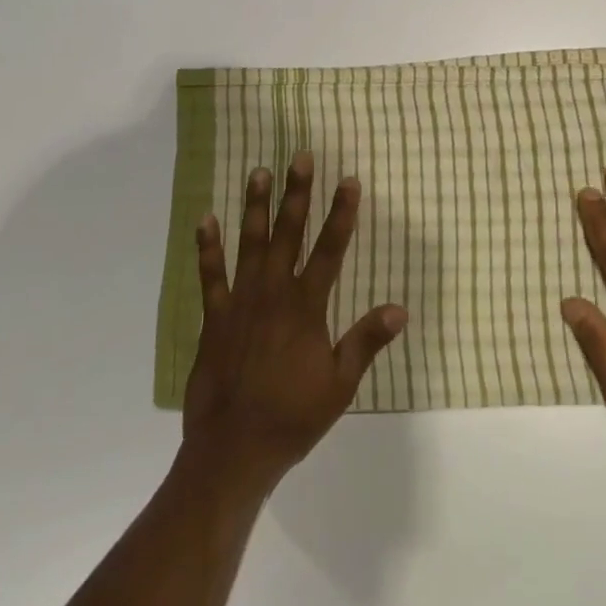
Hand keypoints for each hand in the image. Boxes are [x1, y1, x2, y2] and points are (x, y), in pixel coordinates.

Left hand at [183, 151, 406, 494]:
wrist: (234, 449)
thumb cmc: (293, 417)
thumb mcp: (340, 384)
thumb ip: (366, 341)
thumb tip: (400, 308)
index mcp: (307, 308)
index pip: (330, 250)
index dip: (341, 214)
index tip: (348, 180)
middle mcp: (274, 294)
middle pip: (289, 234)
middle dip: (297, 194)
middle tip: (300, 156)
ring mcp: (240, 302)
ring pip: (250, 244)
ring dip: (255, 207)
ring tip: (258, 172)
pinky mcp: (214, 317)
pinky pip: (210, 275)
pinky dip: (207, 246)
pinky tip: (205, 219)